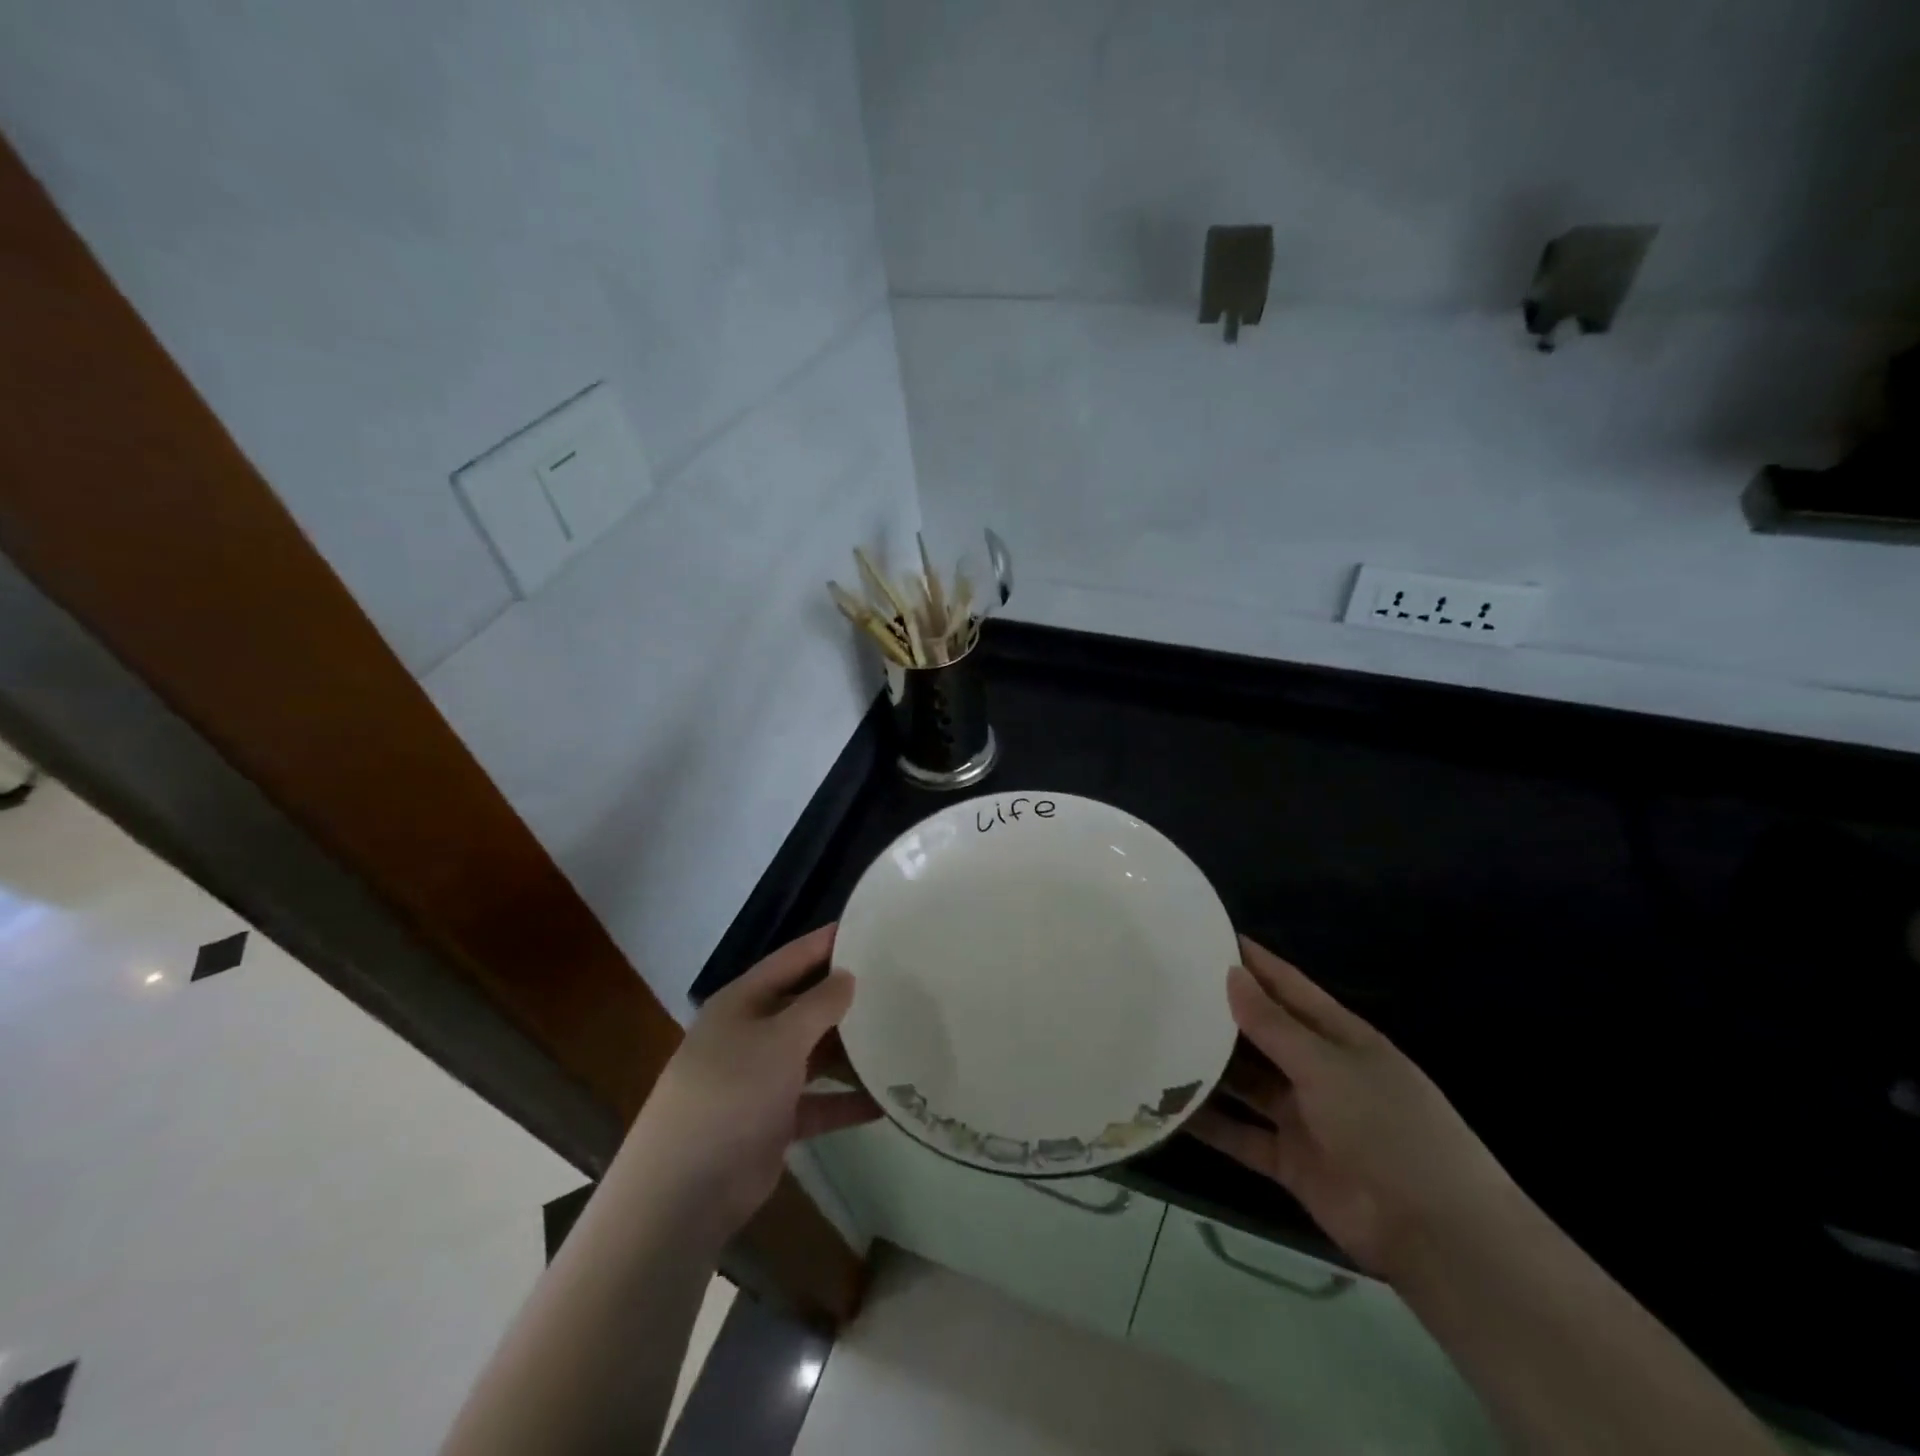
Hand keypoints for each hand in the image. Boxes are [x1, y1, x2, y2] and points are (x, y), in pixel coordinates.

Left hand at [627, 924, 879, 1238]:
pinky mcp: (773, 1121)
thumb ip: (819, 1004)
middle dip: (847, 998)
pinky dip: (846, 1101)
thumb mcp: (780, 1039)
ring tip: (901, 1037)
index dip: (826, 942)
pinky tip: (886, 1101)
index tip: (869, 927)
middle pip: (806, 1006)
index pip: (791, 959)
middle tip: (899, 984)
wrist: (685, 1190)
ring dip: (852, 1051)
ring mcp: (761, 1079)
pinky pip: (818, 1102)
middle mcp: (751, 1034)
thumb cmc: (732, 1092)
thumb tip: (848, 976)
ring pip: (815, 1055)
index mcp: (743, 1002)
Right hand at [1189, 937, 1521, 1278]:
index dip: (1250, 961)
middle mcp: (1317, 1069)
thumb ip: (1273, 1025)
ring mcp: (1303, 1116)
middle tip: (1162, 988)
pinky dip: (1211, 1124)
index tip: (1203, 936)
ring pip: (1245, 1083)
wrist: (1437, 1234)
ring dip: (1209, 1067)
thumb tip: (1230, 973)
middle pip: (1260, 1033)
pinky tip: (1168, 1109)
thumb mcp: (1328, 1067)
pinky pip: (1241, 1135)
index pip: (1286, 986)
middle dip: (1218, 1013)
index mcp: (1337, 1036)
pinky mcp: (1290, 1160)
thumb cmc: (1389, 1128)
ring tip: (1156, 1041)